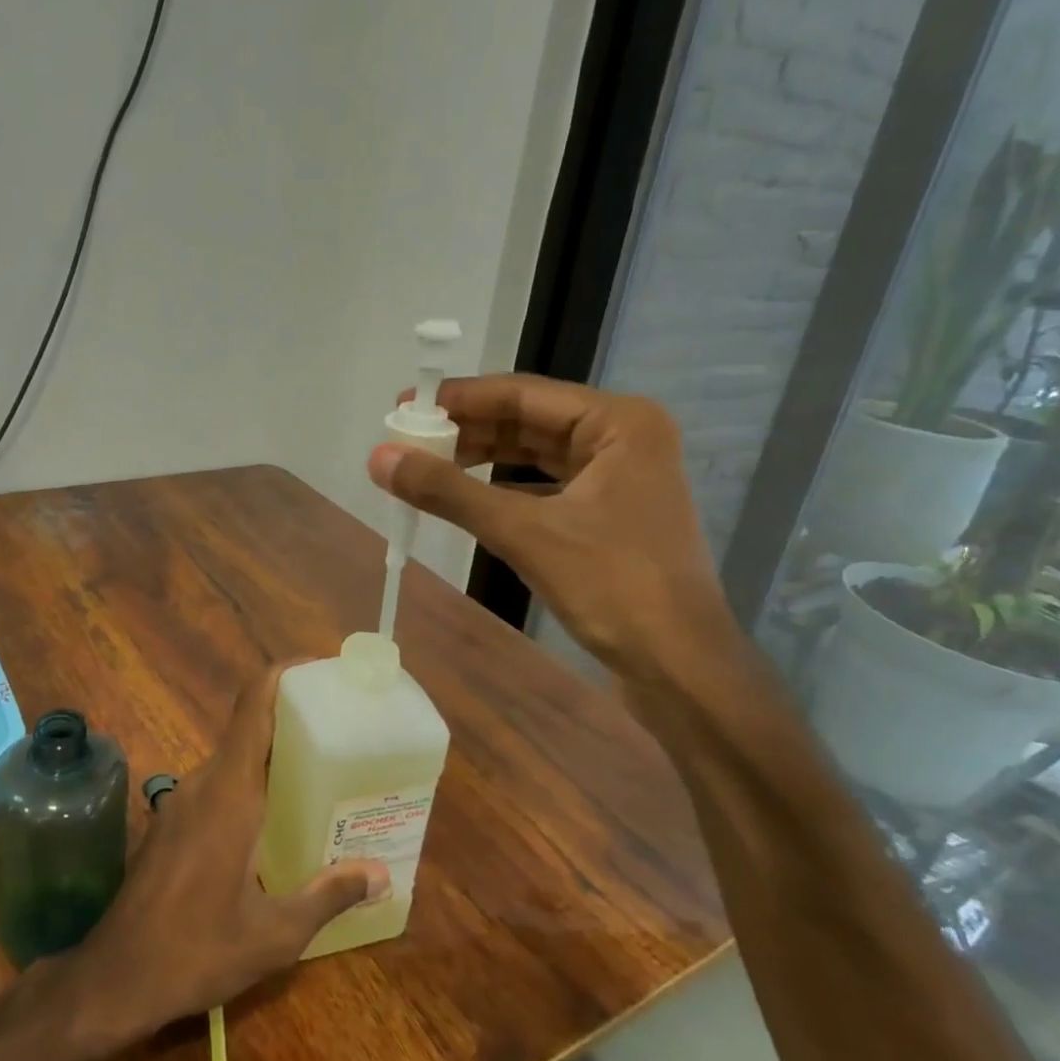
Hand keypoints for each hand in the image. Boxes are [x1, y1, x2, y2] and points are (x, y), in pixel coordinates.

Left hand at [68, 664, 390, 1038]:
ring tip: (322, 773)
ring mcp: (182, 801)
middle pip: (249, 727)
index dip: (284, 675)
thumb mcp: (274, 935)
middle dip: (293, 720)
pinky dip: (251, 783)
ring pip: (234, 758)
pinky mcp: (173, 822)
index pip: (253, 706)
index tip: (321, 670)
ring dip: (272, 755)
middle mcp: (203, 783)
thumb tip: (380, 873)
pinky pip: (219, 784)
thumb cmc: (196, 951)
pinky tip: (278, 819)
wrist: (114, 978)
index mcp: (229, 792)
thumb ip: (328, 895)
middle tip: (342, 730)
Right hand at [369, 374, 737, 680]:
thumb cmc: (614, 586)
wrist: (680, 667)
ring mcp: (619, 478)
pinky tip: (466, 499)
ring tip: (426, 466)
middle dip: (468, 431)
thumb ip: (449, 492)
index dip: (459, 398)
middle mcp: (623, 438)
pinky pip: (544, 487)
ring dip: (482, 460)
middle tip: (408, 440)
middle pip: (529, 421)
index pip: (523, 393)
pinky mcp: (609, 515)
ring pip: (535, 455)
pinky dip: (503, 490)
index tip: (404, 404)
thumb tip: (379, 458)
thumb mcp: (524, 532)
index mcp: (618, 422)